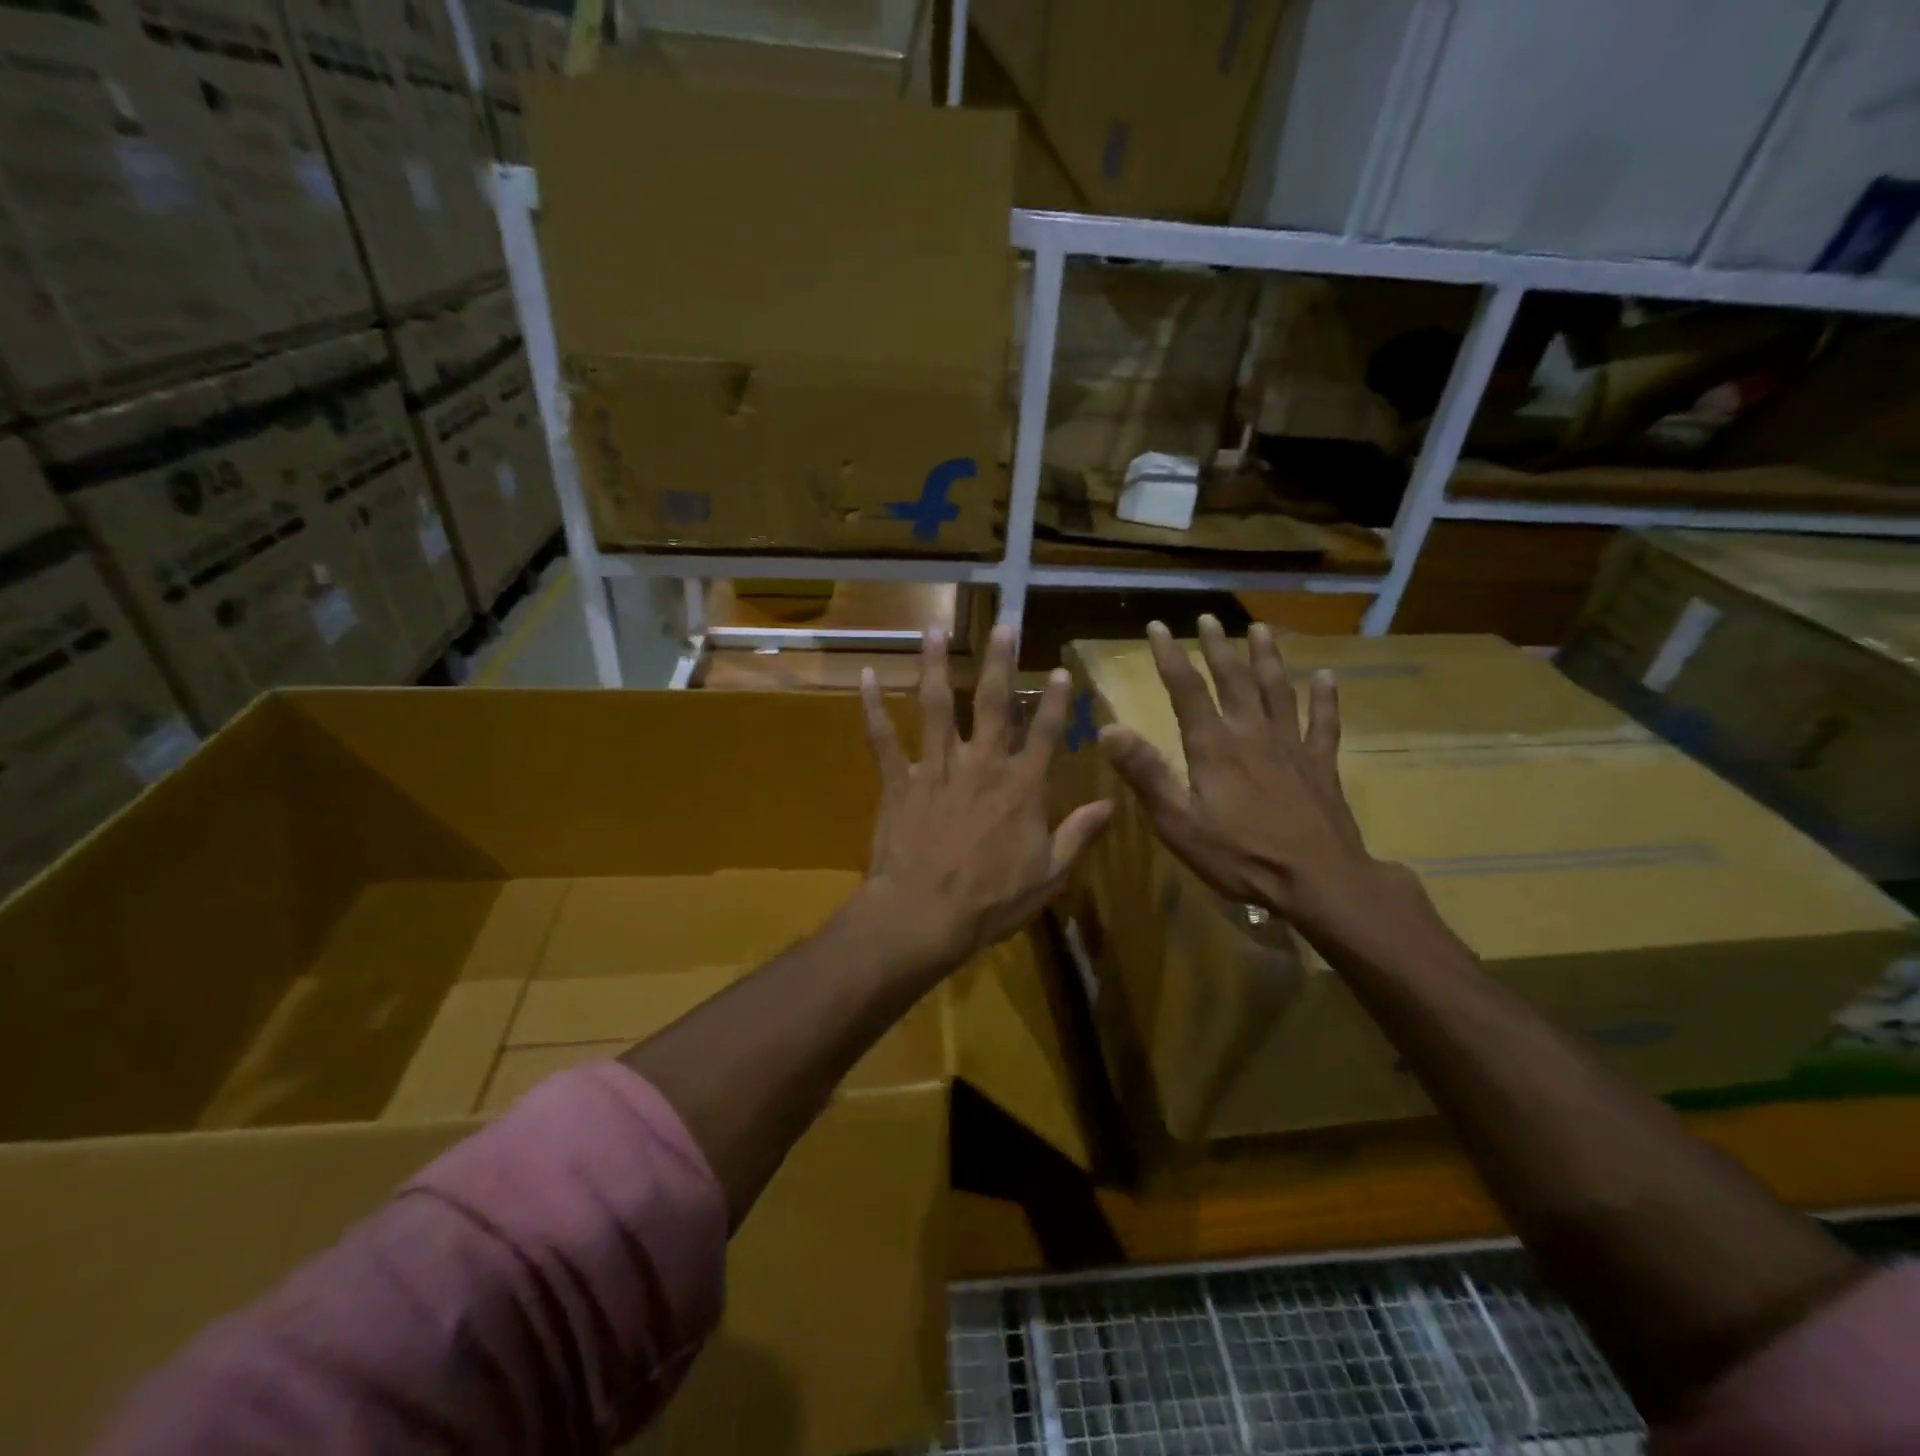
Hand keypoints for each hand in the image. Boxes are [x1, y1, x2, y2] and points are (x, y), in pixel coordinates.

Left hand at [859, 625, 1112, 968]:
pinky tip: (865, 676)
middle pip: (994, 703)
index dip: (1057, 701)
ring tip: (933, 628)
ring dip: (935, 664)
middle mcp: (981, 764)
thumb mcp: (1049, 876)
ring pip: (937, 705)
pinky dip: (872, 707)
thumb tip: (1112, 804)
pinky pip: (883, 738)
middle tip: (1004, 625)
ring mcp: (936, 768)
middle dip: (1001, 661)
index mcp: (1021, 787)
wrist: (924, 916)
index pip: (1047, 734)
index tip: (1061, 670)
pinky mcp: (898, 781)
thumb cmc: (991, 902)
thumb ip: (1079, 835)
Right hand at [1099, 616, 1396, 936]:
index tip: (1157, 626)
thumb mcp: (1178, 822)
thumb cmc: (1240, 856)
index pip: (1186, 690)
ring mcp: (1291, 746)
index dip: (1170, 656)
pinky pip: (1324, 723)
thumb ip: (1145, 774)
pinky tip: (1327, 678)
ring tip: (1262, 630)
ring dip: (1268, 658)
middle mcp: (1252, 733)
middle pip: (1234, 679)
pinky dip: (1326, 698)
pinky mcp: (1321, 765)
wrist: (1319, 881)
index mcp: (1214, 746)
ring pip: (1278, 690)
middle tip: (1209, 617)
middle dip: (1218, 647)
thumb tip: (1108, 729)